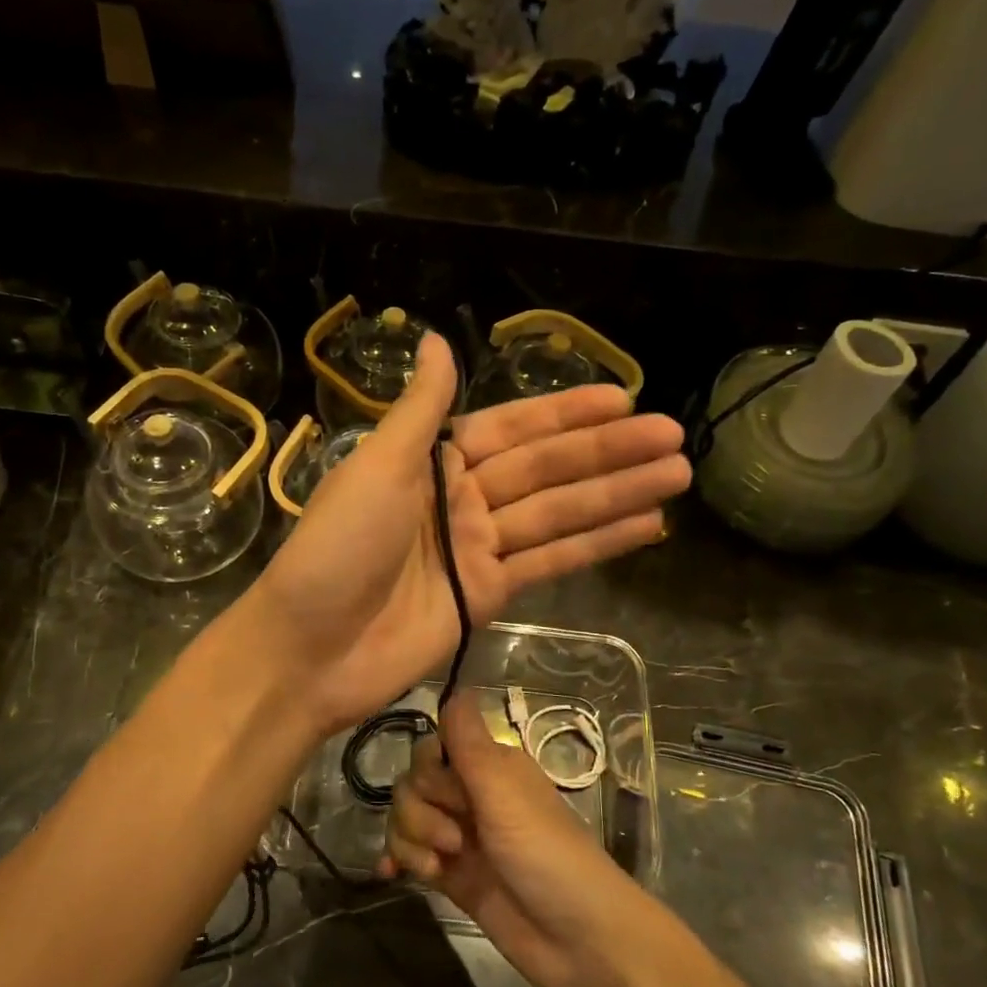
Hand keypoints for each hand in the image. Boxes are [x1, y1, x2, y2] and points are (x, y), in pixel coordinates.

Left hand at [247, 333, 688, 734]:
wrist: (310, 649)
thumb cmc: (337, 548)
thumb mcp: (376, 467)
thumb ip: (420, 410)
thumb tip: (437, 338)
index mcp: (432, 462)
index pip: (512, 429)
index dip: (566, 413)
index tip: (622, 398)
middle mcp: (461, 499)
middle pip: (546, 470)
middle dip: (609, 453)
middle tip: (675, 436)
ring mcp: (478, 549)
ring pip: (559, 514)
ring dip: (616, 495)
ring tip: (677, 475)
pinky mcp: (490, 596)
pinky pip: (551, 563)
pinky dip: (596, 546)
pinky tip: (644, 526)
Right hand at [379, 696, 653, 986]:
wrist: (578, 941)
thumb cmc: (547, 854)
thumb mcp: (504, 793)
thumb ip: (470, 742)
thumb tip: (457, 684)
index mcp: (490, 767)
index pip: (433, 746)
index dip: (429, 769)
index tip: (450, 792)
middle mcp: (473, 795)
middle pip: (413, 783)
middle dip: (419, 811)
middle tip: (454, 840)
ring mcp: (461, 836)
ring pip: (407, 817)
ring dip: (411, 839)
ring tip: (438, 868)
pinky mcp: (452, 875)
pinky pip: (410, 852)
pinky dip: (399, 858)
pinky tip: (392, 873)